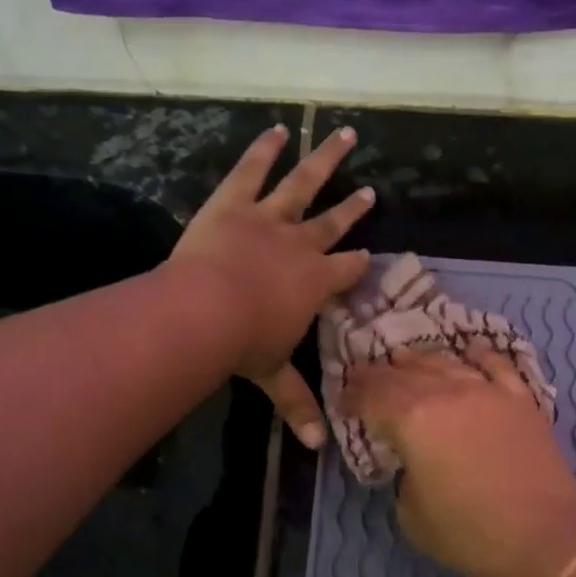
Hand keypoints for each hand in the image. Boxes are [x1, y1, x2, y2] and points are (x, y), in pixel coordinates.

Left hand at [171, 124, 374, 447]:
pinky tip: (278, 128)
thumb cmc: (245, 343)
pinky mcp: (235, 202)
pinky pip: (253, 169)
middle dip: (352, 207)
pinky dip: (265, 148)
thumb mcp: (274, 375)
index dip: (359, 263)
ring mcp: (270, 218)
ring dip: (325, 160)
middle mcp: (302, 244)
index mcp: (316, 282)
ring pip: (304, 185)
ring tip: (344, 135)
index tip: (368, 255)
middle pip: (334, 222)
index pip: (347, 270)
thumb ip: (297, 404)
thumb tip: (317, 448)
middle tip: (368, 191)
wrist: (206, 310)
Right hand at [342, 348, 575, 576]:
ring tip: (405, 358)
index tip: (344, 400)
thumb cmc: (472, 533)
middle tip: (365, 376)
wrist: (546, 535)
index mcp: (413, 419)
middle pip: (405, 373)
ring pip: (446, 362)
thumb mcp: (412, 515)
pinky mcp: (520, 399)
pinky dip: (477, 354)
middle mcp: (447, 392)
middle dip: (380, 374)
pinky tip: (468, 350)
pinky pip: (495, 364)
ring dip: (420, 359)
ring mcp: (488, 391)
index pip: (372, 396)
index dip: (353, 395)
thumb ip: (403, 478)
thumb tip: (412, 461)